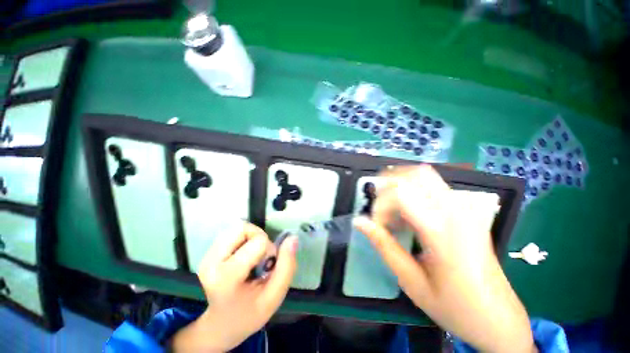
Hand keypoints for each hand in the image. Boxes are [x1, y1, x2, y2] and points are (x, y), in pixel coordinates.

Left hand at [172, 222, 297, 351]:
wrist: (222, 323)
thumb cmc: (250, 313)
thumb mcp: (275, 296)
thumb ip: (287, 266)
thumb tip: (292, 238)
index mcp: (227, 277)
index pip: (258, 242)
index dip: (270, 250)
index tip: (267, 267)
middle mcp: (211, 262)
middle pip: (242, 228)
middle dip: (259, 237)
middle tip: (260, 257)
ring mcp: (207, 255)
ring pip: (237, 227)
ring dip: (252, 236)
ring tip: (252, 256)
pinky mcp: (208, 252)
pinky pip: (232, 232)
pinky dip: (244, 238)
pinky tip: (244, 254)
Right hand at [353, 165, 535, 352]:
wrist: (498, 318)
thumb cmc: (453, 307)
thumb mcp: (411, 281)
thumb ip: (383, 245)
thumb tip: (359, 221)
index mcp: (443, 232)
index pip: (401, 194)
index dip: (380, 205)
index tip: (376, 225)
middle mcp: (457, 212)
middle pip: (416, 174)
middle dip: (389, 184)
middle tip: (380, 209)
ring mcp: (466, 208)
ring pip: (425, 175)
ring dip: (400, 187)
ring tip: (393, 213)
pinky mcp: (467, 210)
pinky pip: (434, 186)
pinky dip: (413, 191)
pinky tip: (409, 215)